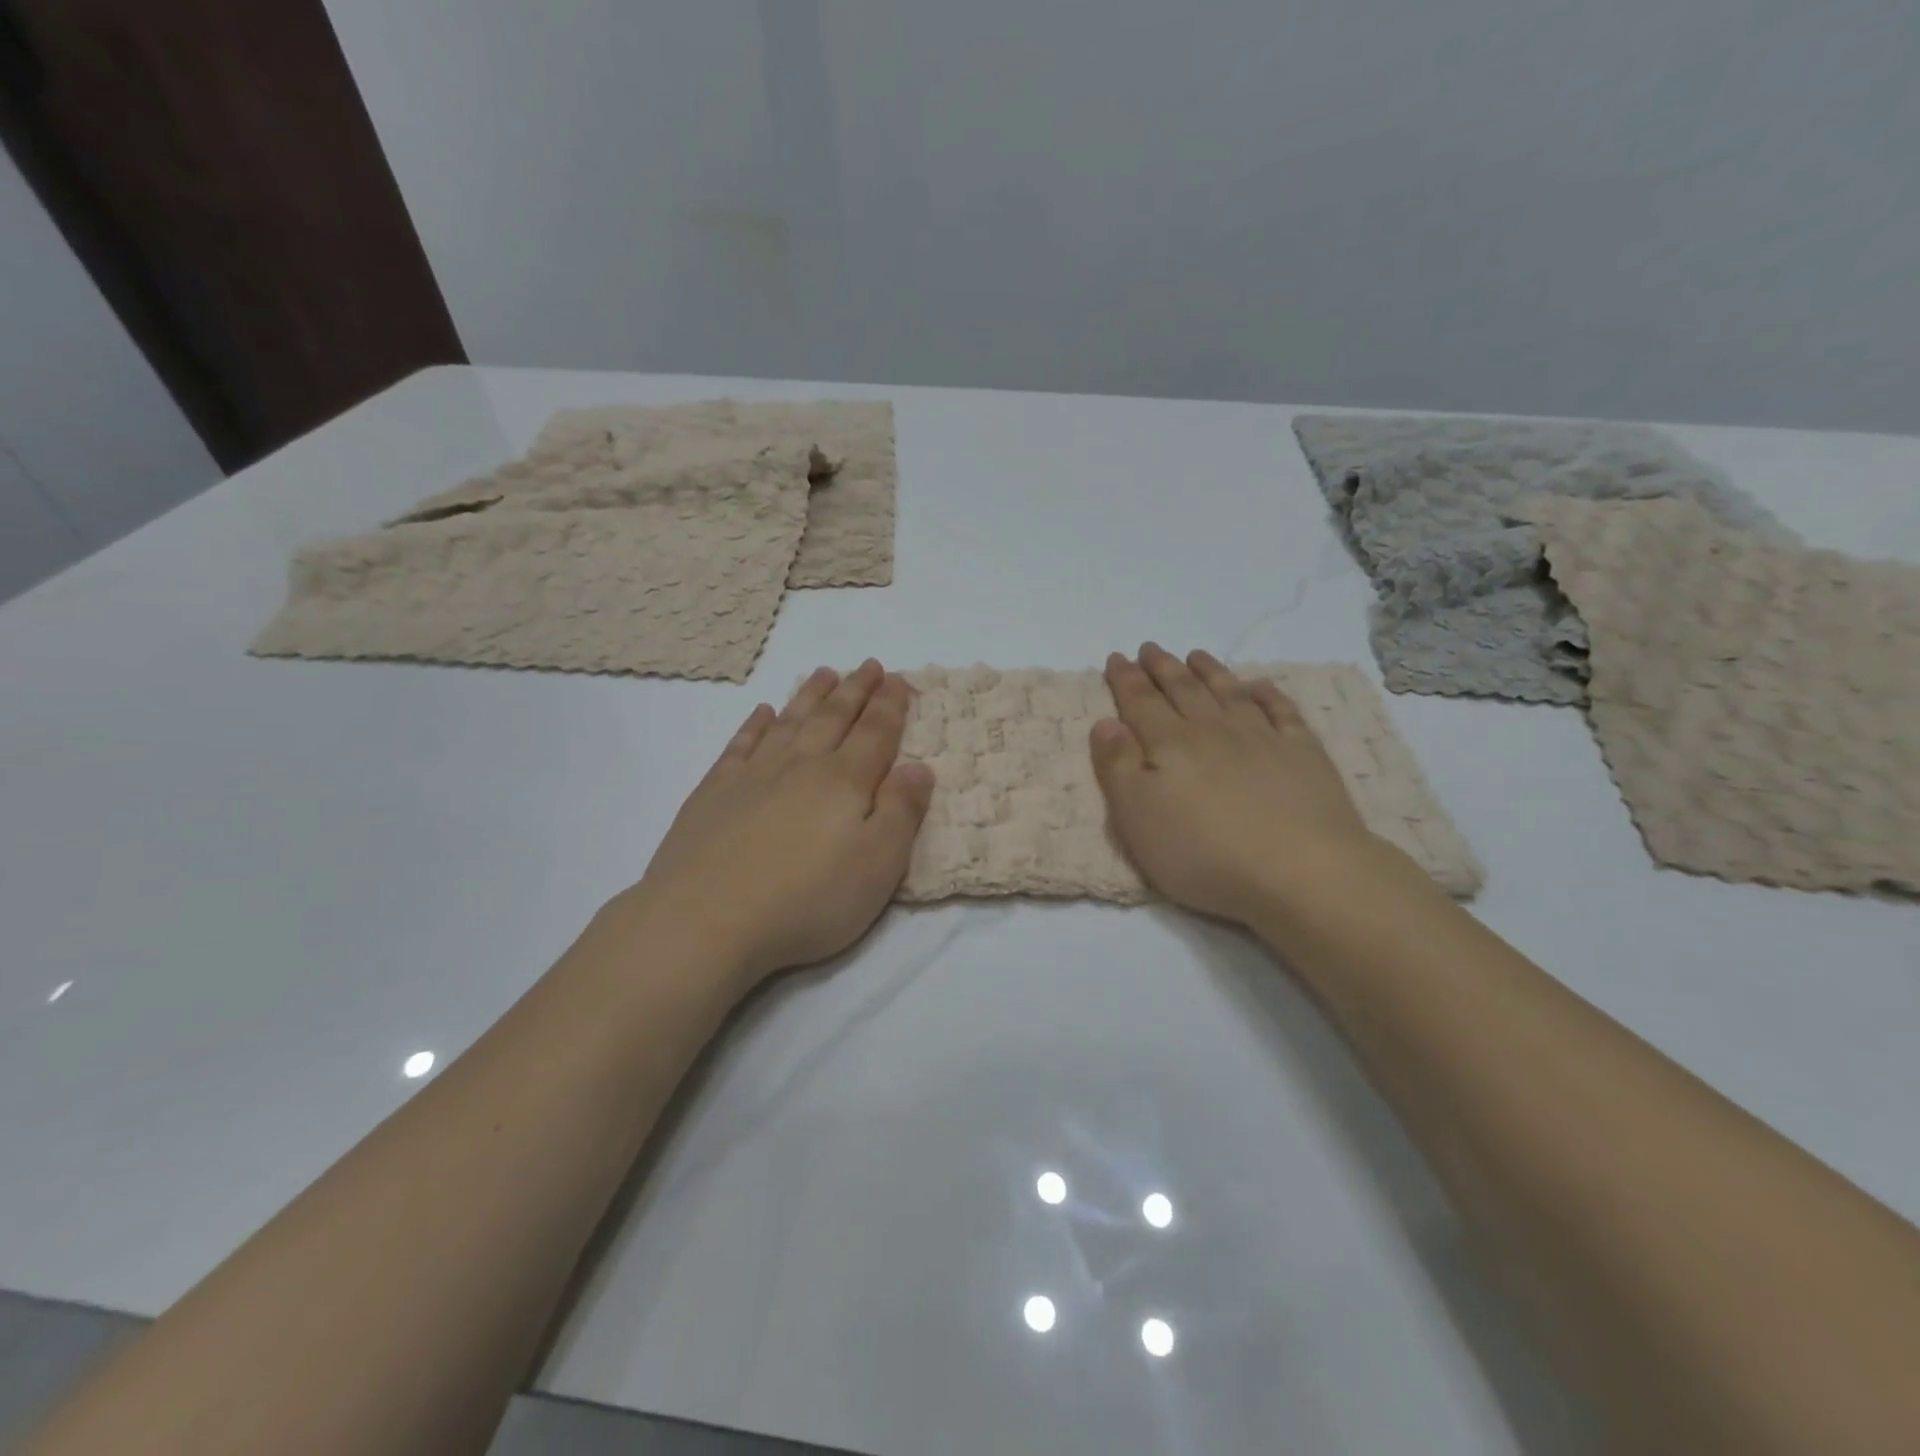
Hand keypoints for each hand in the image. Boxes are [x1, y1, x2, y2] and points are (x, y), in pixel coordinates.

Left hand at [625, 660, 934, 984]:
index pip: (875, 733)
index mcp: (844, 782)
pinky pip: (741, 745)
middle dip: (855, 690)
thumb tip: (919, 767)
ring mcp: (752, 776)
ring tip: (824, 673)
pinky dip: (755, 725)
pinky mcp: (714, 793)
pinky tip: (763, 713)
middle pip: (833, 718)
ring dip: (810, 696)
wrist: (705, 921)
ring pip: (790, 722)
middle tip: (868, 665)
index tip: (898, 678)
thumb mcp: (877, 866)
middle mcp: (800, 766)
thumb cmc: (806, 901)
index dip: (890, 705)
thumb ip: (901, 812)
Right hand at [1090, 644, 1381, 925]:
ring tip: (1196, 655)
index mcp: (1170, 745)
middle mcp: (1213, 731)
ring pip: (1228, 693)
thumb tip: (1105, 723)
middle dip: (1162, 668)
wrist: (1300, 870)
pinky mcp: (1303, 754)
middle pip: (1183, 690)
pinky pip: (1282, 711)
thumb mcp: (1138, 817)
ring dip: (1210, 672)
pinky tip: (1260, 685)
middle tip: (1150, 648)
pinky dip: (1268, 694)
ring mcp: (1262, 738)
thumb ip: (1117, 767)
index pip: (1141, 702)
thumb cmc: (1204, 852)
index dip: (1126, 679)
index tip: (1116, 657)